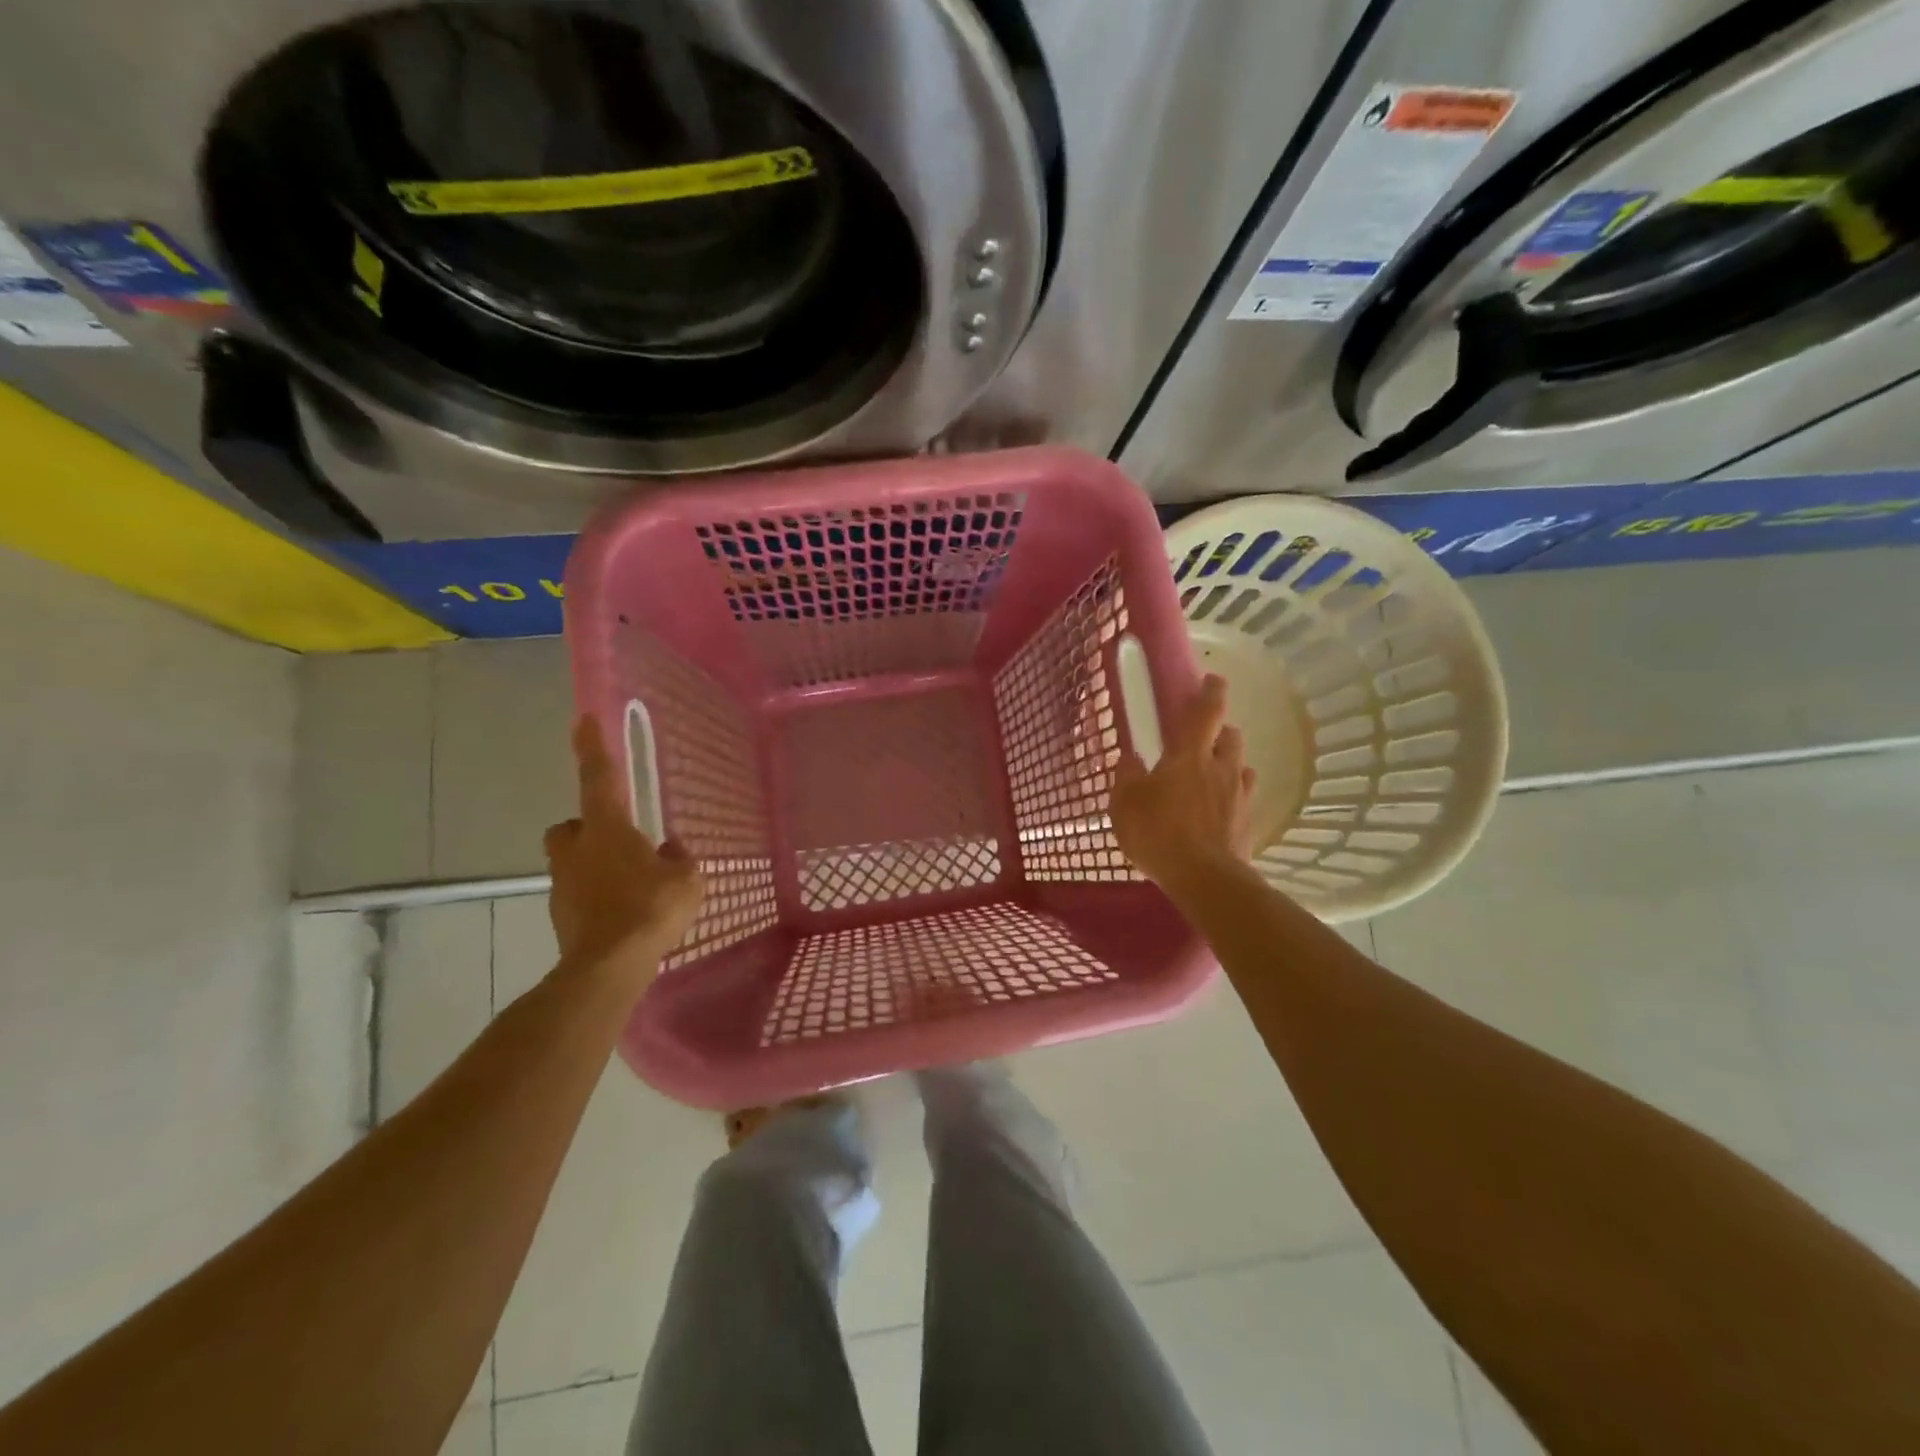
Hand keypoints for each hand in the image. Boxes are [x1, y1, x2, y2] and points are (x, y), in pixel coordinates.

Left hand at [544, 717, 703, 985]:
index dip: (592, 747)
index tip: (584, 719)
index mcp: (607, 829)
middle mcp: (577, 850)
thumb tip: (670, 850)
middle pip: (570, 826)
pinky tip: (624, 913)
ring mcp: (563, 885)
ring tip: (631, 884)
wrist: (609, 966)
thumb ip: (678, 859)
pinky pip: (579, 894)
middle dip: (587, 827)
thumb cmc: (651, 908)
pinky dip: (597, 896)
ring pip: (572, 861)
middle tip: (617, 838)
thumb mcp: (686, 878)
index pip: (598, 777)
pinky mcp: (562, 916)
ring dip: (594, 864)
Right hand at [1110, 673, 1256, 886]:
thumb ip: (1126, 776)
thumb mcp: (1125, 804)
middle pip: (1230, 736)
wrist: (1204, 878)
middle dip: (1220, 731)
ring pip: (1241, 765)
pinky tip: (1219, 808)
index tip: (1213, 680)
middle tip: (1203, 739)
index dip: (1211, 692)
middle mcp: (1221, 767)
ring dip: (1228, 763)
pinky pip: (1243, 796)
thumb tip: (1129, 758)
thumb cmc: (1158, 833)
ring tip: (1211, 776)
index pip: (1206, 712)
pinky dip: (1232, 794)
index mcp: (1190, 755)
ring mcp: (1239, 795)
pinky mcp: (1247, 821)